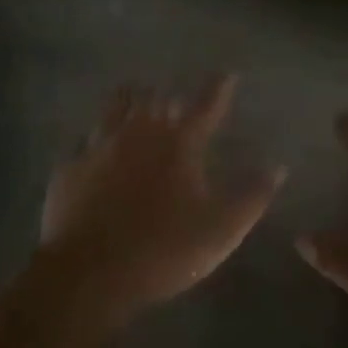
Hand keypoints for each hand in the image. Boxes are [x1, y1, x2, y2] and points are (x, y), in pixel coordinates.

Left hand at [36, 75, 284, 333]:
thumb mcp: (222, 230)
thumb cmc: (164, 251)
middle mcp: (139, 134)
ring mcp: (100, 147)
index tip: (227, 74)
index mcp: (179, 145)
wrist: (89, 274)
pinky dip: (94, 136)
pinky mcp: (70, 167)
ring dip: (130, 101)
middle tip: (174, 101)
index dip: (219, 88)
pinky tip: (92, 142)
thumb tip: (277, 167)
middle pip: (156, 100)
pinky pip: (83, 140)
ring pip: (116, 108)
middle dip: (169, 97)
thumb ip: (252, 197)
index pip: (205, 106)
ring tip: (134, 97)